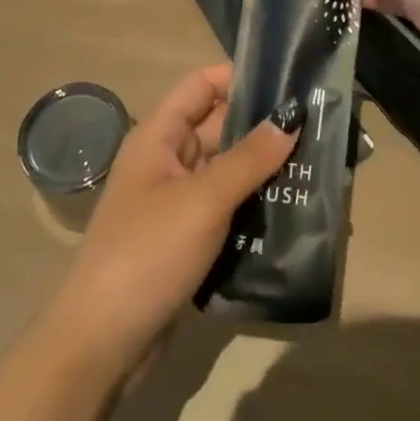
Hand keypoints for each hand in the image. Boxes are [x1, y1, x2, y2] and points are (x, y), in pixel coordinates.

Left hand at [48, 64, 297, 378]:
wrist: (102, 344)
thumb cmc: (148, 253)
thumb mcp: (203, 200)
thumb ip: (249, 158)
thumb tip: (291, 117)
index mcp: (158, 136)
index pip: (201, 85)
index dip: (240, 77)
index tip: (288, 81)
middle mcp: (166, 160)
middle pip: (219, 126)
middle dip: (263, 126)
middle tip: (317, 126)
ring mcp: (176, 201)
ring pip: (227, 169)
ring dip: (264, 168)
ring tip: (317, 165)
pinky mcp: (186, 238)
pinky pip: (226, 206)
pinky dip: (254, 203)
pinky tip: (294, 209)